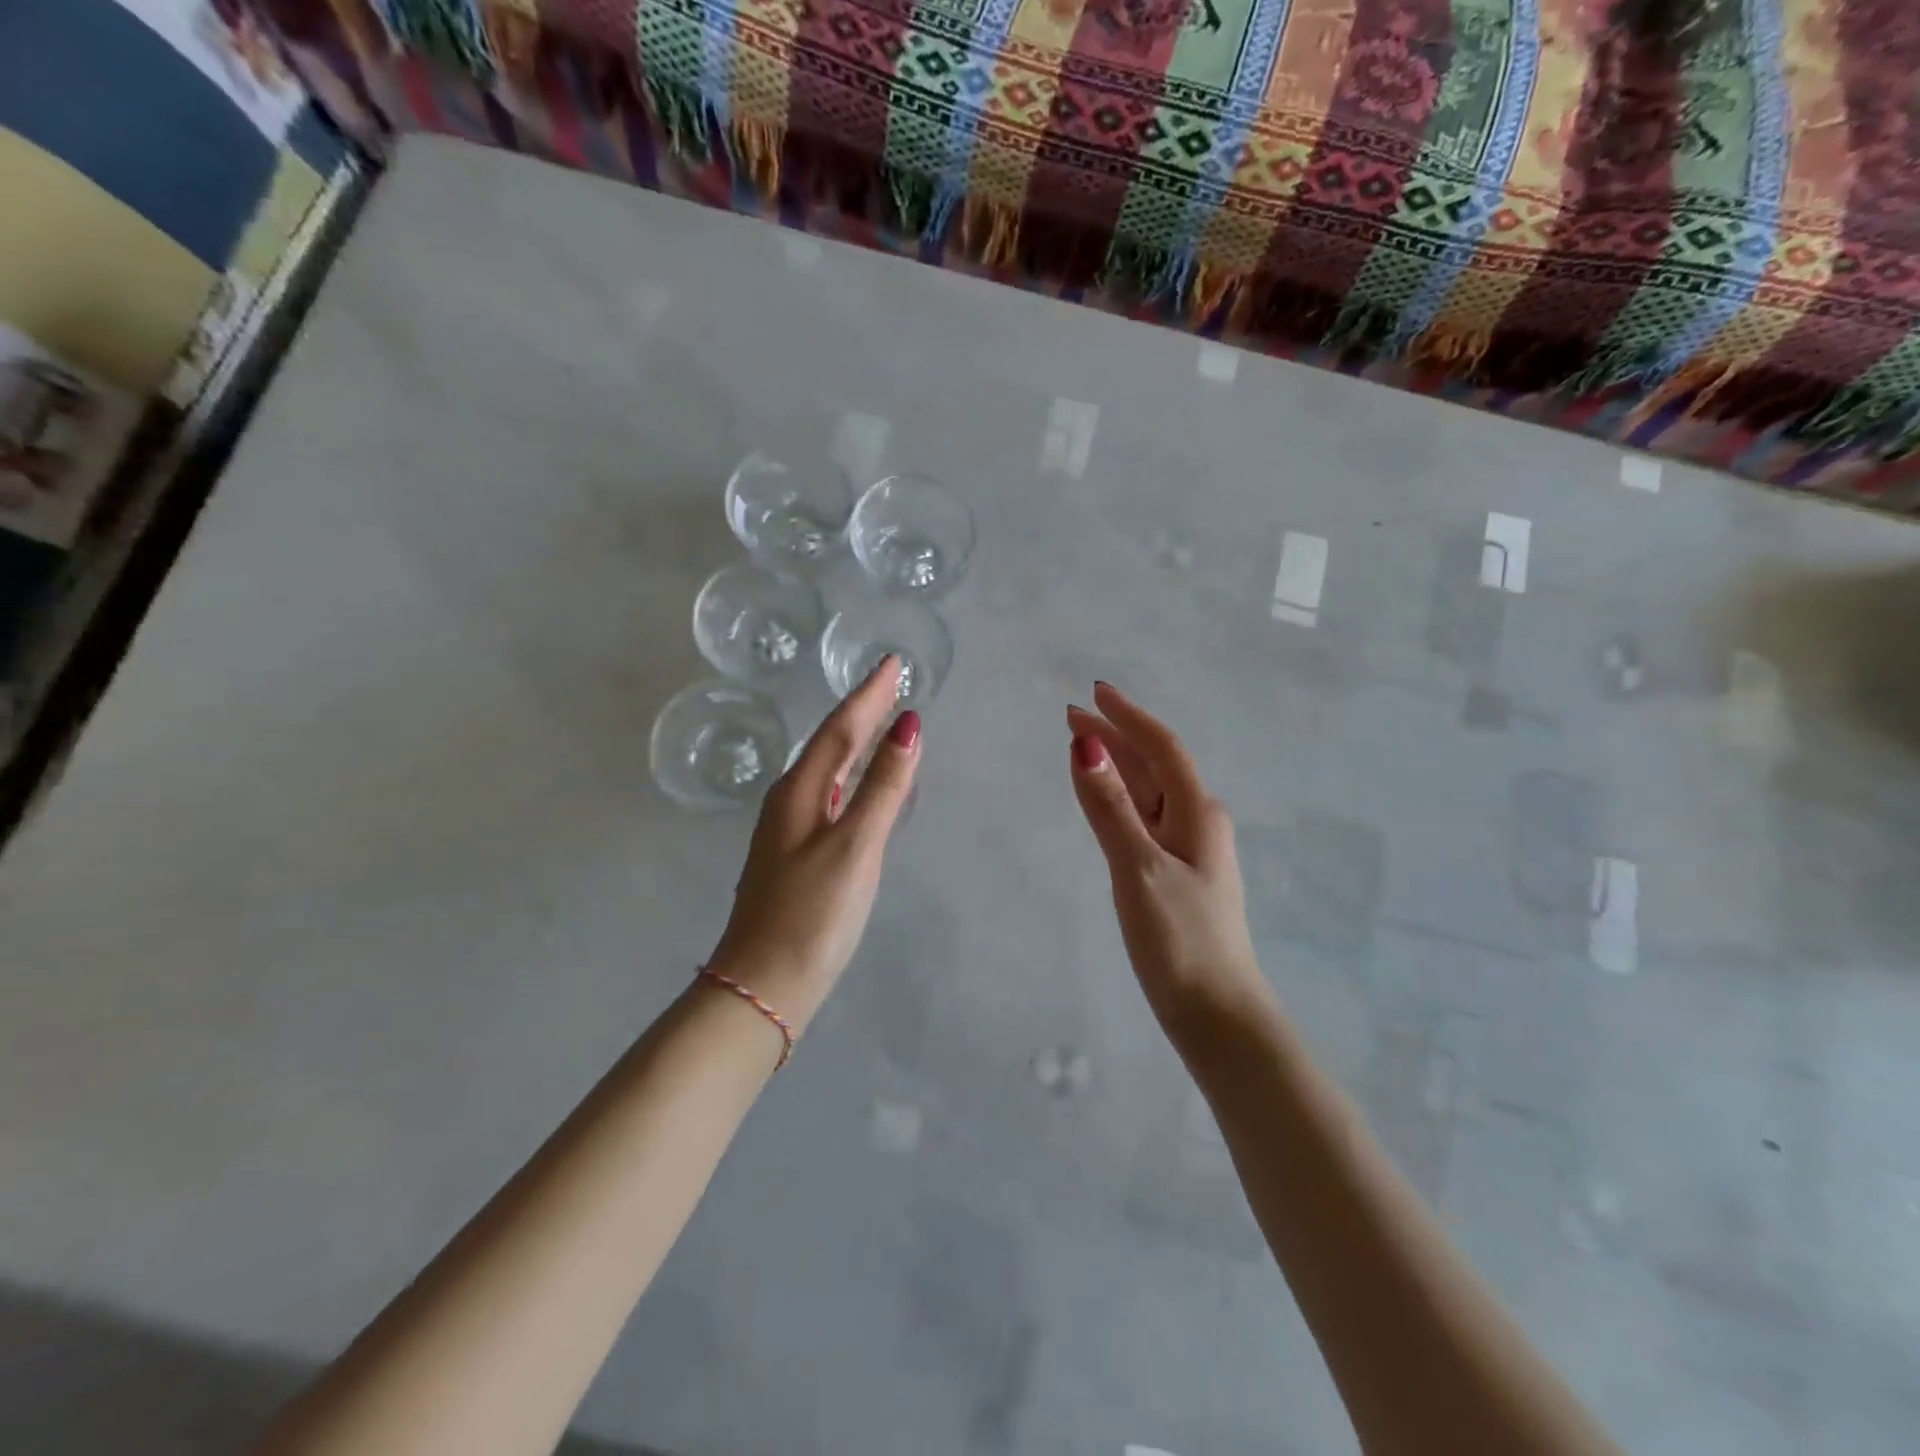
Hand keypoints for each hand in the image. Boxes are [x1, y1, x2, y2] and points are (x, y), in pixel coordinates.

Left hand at [708, 656, 920, 1034]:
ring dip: (856, 741)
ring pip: (829, 770)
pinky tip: (862, 785)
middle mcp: (791, 801)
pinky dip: (852, 778)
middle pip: (831, 742)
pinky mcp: (798, 855)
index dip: (869, 694)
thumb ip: (882, 787)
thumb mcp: (855, 847)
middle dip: (862, 710)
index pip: (840, 727)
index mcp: (800, 791)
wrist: (763, 985)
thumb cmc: (812, 914)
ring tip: (882, 720)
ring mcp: (791, 829)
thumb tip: (908, 726)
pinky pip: (831, 796)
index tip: (893, 662)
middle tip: (892, 683)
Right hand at [1067, 682, 1272, 1038]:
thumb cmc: (1181, 941)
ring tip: (1083, 746)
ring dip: (1117, 765)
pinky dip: (1120, 799)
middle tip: (1072, 716)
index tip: (1095, 691)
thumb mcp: (1139, 869)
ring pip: (1149, 792)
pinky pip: (1144, 819)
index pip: (1161, 748)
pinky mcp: (1176, 876)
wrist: (1217, 1015)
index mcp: (1198, 813)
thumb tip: (1086, 745)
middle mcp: (1197, 822)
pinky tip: (1106, 802)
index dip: (1128, 716)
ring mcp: (1188, 851)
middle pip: (1154, 765)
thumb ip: (1109, 808)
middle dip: (1116, 736)